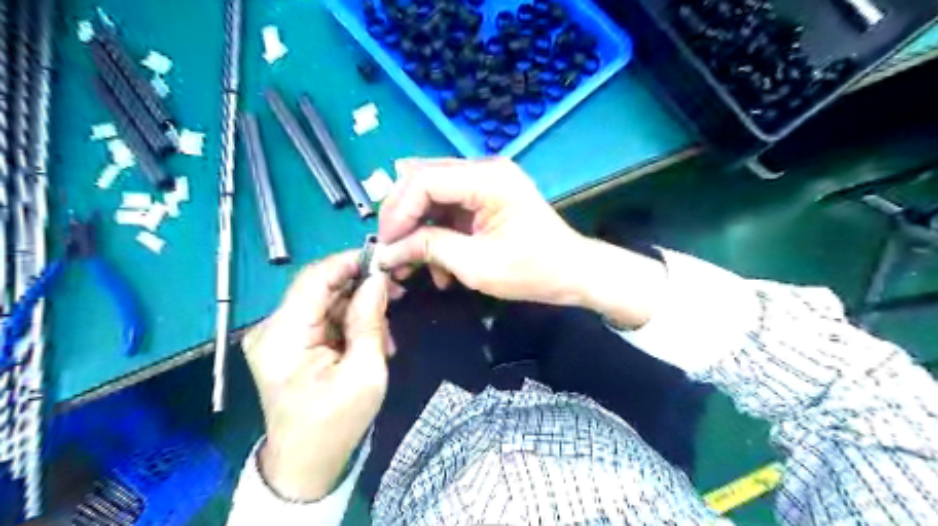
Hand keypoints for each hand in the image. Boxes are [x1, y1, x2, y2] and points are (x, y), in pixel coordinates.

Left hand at [240, 253, 391, 501]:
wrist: (307, 462)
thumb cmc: (337, 423)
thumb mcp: (365, 372)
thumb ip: (369, 321)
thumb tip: (377, 278)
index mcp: (284, 337)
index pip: (314, 278)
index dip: (349, 262)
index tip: (384, 260)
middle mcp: (272, 329)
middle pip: (319, 287)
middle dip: (359, 285)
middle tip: (395, 292)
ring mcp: (277, 335)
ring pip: (324, 300)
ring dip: (358, 306)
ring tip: (385, 329)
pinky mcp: (288, 342)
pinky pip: (322, 316)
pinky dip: (348, 320)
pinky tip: (370, 338)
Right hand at [376, 157, 588, 302]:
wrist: (571, 272)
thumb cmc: (532, 270)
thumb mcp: (476, 265)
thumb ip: (430, 249)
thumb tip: (388, 250)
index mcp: (487, 179)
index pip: (424, 180)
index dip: (398, 211)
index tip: (385, 245)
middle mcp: (483, 169)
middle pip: (422, 181)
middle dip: (402, 217)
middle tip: (391, 251)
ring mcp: (484, 182)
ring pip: (431, 196)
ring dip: (418, 229)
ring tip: (412, 265)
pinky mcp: (484, 197)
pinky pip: (447, 209)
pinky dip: (436, 234)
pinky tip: (437, 265)